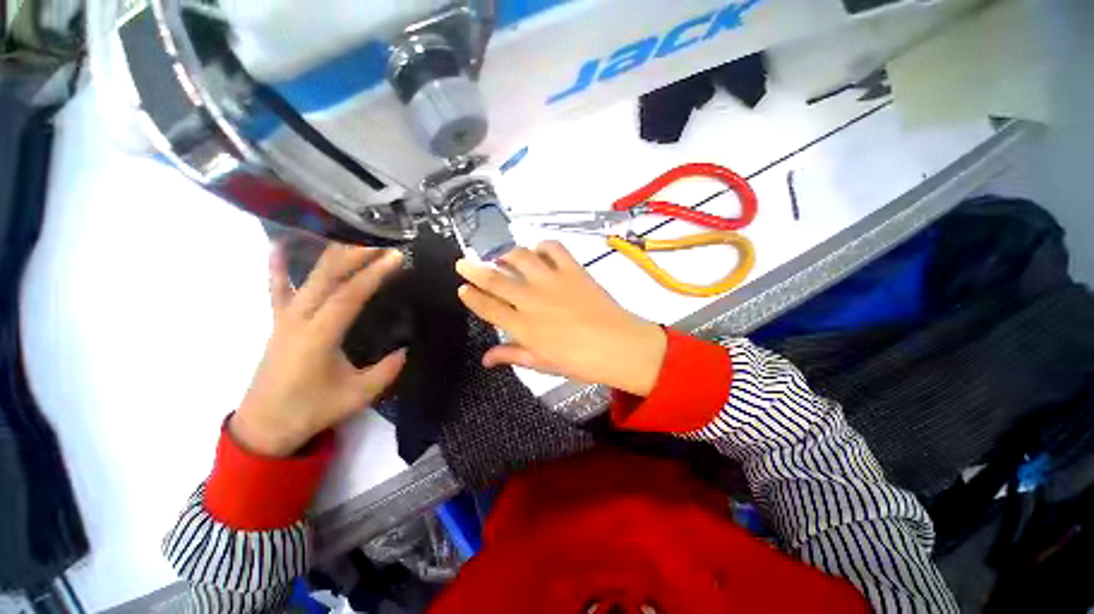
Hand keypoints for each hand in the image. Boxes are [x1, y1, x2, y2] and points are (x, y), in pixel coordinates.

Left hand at [230, 244, 407, 456]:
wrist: (263, 426)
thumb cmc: (310, 411)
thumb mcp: (357, 395)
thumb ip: (386, 371)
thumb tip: (406, 349)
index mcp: (318, 337)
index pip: (349, 296)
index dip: (374, 274)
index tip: (396, 257)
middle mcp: (298, 320)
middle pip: (327, 277)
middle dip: (356, 255)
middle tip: (382, 242)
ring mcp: (284, 318)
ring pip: (307, 277)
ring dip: (331, 256)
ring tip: (351, 239)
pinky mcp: (277, 322)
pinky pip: (275, 289)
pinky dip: (277, 267)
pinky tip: (280, 245)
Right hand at [455, 241, 666, 395]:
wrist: (618, 346)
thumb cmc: (580, 361)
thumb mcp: (542, 363)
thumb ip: (511, 355)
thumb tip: (486, 359)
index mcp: (523, 327)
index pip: (487, 308)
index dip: (471, 297)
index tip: (462, 288)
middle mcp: (531, 300)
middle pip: (495, 279)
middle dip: (473, 269)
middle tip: (463, 263)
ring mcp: (552, 281)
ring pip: (519, 257)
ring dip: (506, 255)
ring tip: (503, 258)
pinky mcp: (572, 270)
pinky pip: (552, 248)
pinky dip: (542, 246)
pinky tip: (539, 252)